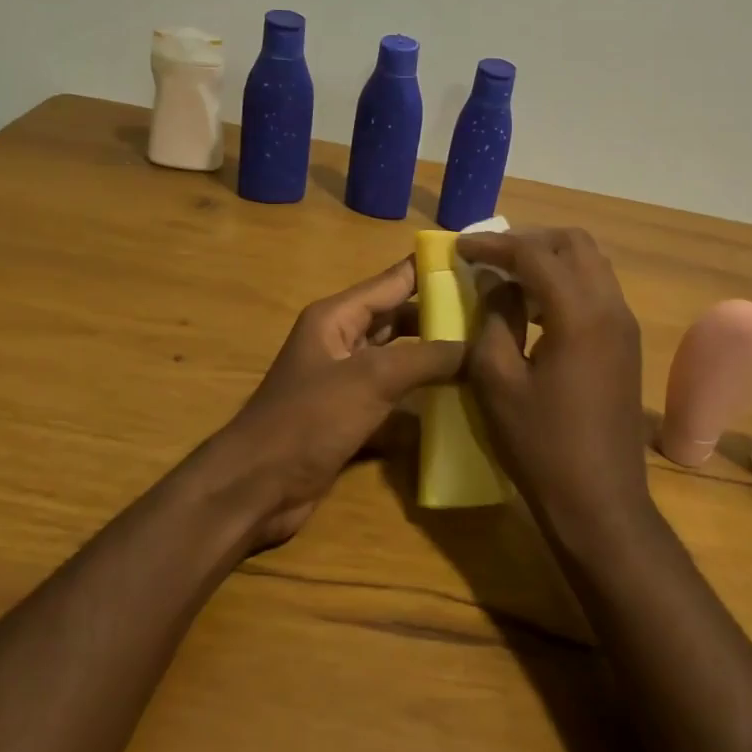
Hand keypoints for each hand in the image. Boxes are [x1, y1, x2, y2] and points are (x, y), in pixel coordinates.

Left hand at [216, 258, 464, 548]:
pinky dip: (422, 398)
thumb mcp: (371, 379)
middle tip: (495, 317)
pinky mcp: (351, 417)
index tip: (482, 263)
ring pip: (400, 359)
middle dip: (442, 317)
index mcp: (337, 317)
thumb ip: (427, 358)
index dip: (434, 270)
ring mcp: (346, 381)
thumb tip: (478, 347)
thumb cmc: (308, 420)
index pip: (394, 280)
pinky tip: (460, 402)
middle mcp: (342, 341)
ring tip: (487, 355)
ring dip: (435, 359)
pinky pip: (395, 397)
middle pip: (400, 318)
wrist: (256, 488)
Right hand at [456, 228, 651, 543]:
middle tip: (490, 257)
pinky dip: (566, 282)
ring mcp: (625, 326)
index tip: (460, 247)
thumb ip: (492, 320)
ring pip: (591, 264)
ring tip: (508, 278)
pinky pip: (597, 290)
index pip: (535, 255)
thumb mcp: (497, 382)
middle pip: (574, 244)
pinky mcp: (627, 344)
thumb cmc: (541, 445)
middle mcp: (611, 308)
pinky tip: (535, 308)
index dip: (494, 245)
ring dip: (550, 260)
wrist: (600, 502)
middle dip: (529, 241)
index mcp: (580, 315)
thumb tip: (495, 284)